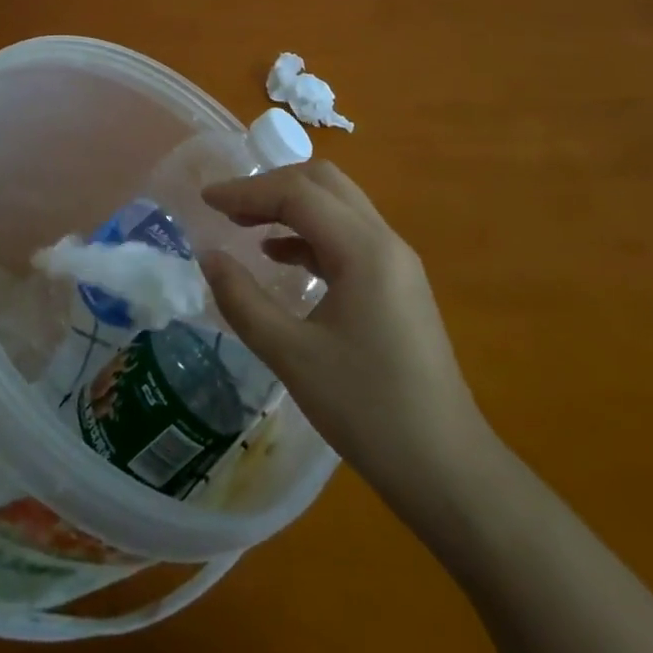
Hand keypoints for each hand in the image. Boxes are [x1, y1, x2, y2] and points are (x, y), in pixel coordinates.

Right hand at [200, 161, 489, 515]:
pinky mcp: (398, 283)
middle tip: (228, 209)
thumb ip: (243, 301)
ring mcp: (397, 261)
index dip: (247, 190)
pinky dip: (310, 234)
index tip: (206, 201)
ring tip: (245, 226)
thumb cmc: (368, 411)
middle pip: (324, 184)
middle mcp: (385, 241)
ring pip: (338, 205)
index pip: (298, 193)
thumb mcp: (292, 357)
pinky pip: (348, 236)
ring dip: (292, 206)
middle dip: (271, 187)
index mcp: (364, 249)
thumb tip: (208, 256)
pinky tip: (280, 257)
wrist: (447, 469)